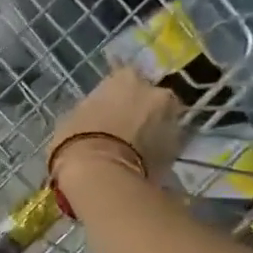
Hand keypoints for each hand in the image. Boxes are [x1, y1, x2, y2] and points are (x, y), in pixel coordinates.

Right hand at [49, 68, 184, 184]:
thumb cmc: (78, 141)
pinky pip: (166, 146)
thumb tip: (97, 114)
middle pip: (151, 98)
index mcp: (126, 78)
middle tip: (125, 128)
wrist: (101, 176)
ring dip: (153, 131)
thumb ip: (93, 109)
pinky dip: (157, 152)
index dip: (117, 94)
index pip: (124, 76)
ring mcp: (172, 121)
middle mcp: (155, 92)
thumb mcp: (74, 117)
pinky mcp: (178, 150)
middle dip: (141, 110)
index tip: (109, 106)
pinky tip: (141, 164)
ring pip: (163, 122)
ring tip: (135, 149)